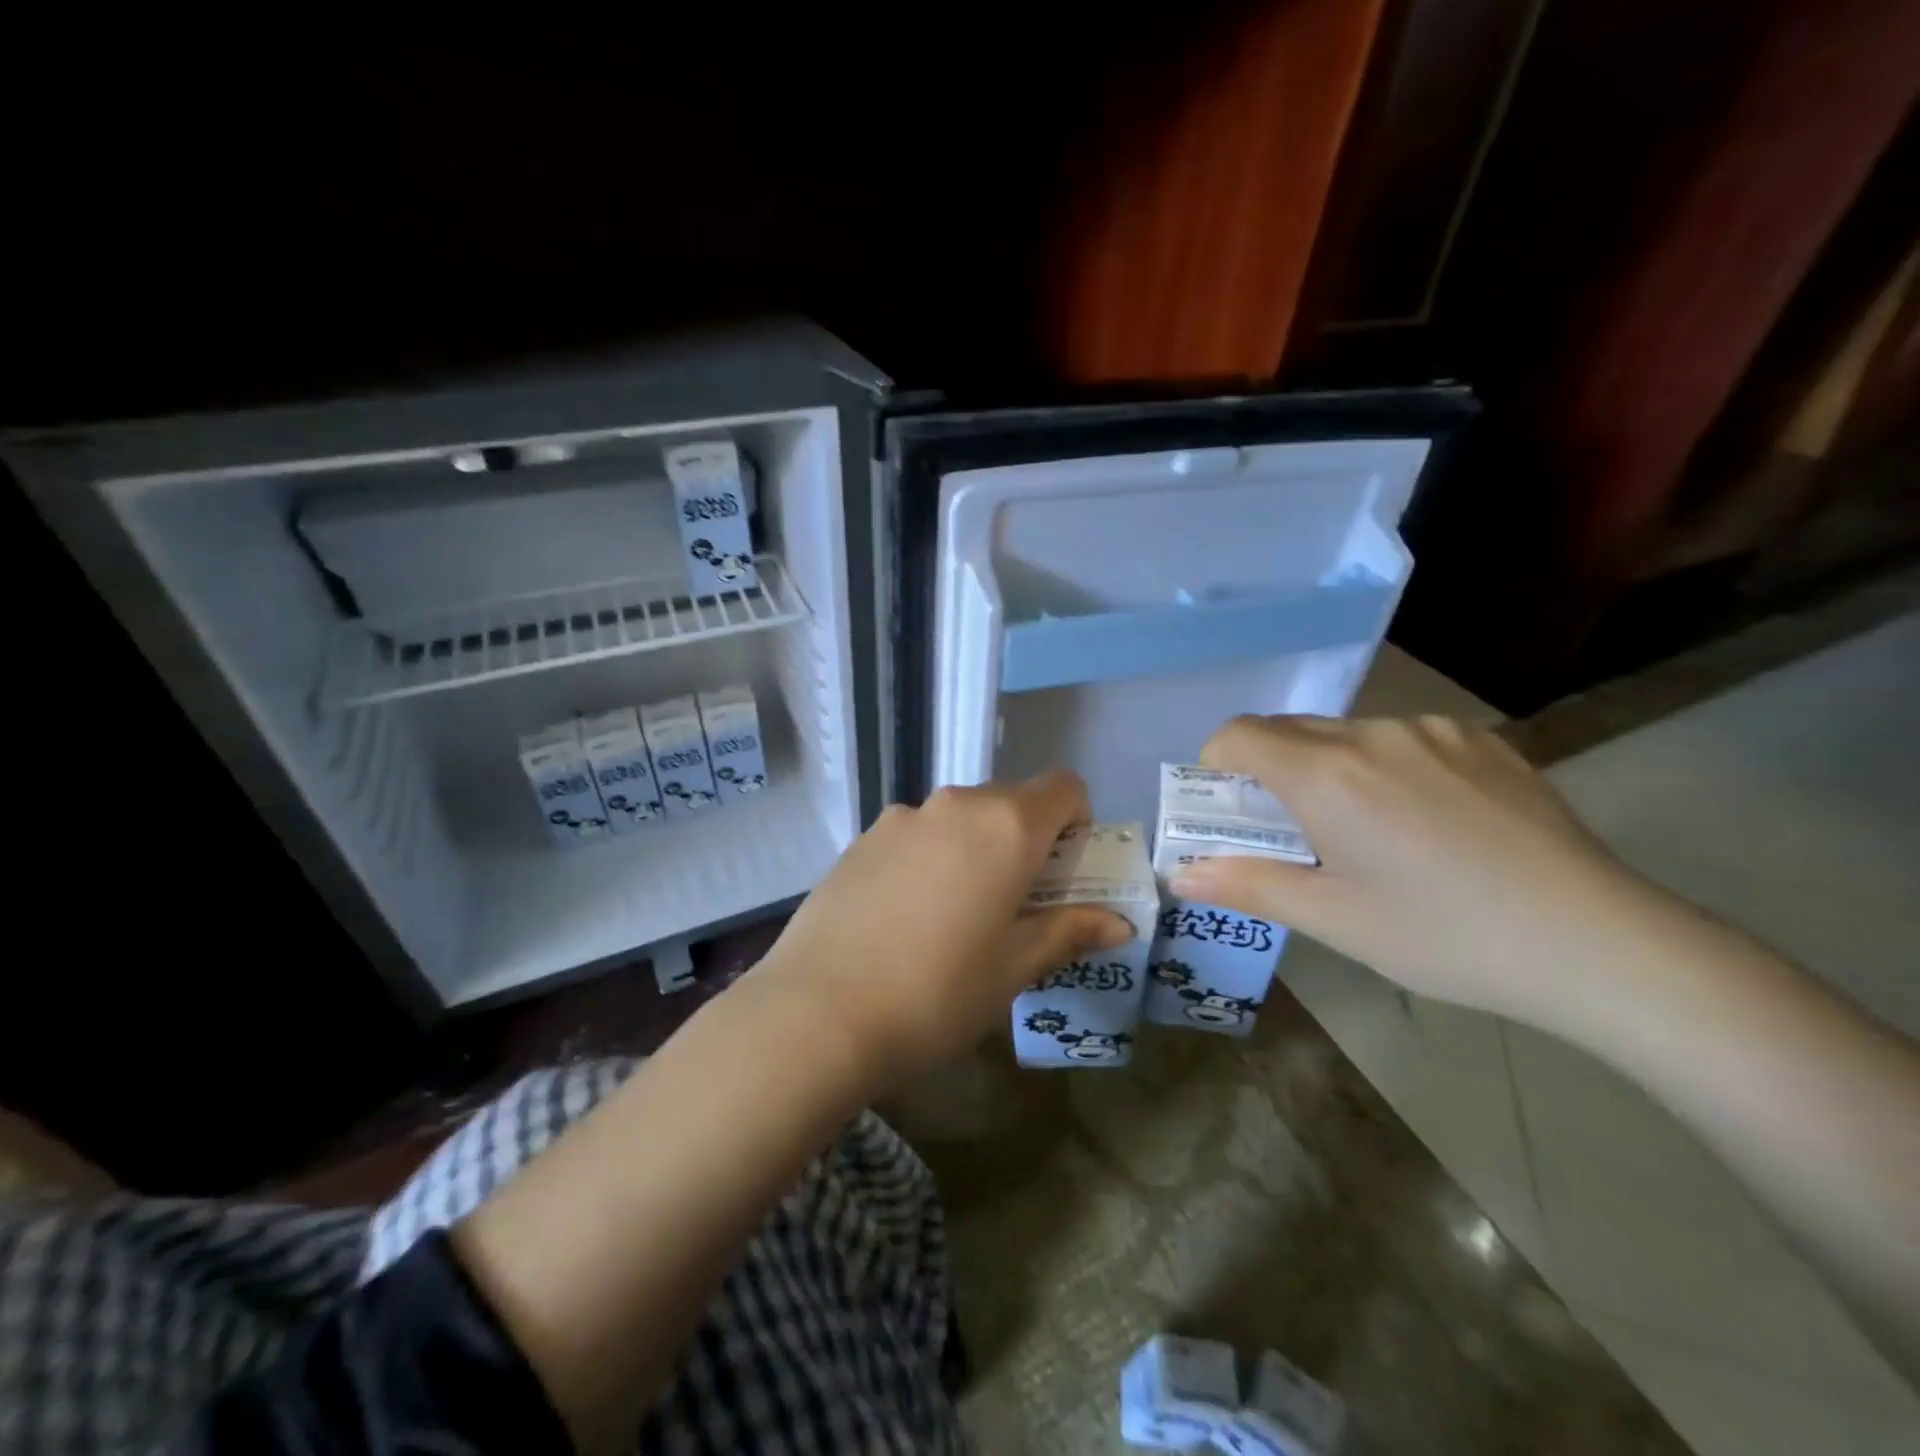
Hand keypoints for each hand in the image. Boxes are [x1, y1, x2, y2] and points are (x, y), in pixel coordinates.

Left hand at [756, 772, 1133, 1082]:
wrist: (817, 1014)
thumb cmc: (937, 992)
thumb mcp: (1013, 967)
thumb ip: (1069, 931)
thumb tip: (1119, 923)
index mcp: (1005, 826)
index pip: (1064, 787)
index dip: (1077, 822)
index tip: (1063, 872)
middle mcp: (954, 805)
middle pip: (1010, 800)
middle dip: (1027, 840)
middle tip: (1016, 904)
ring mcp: (901, 817)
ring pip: (960, 818)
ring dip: (975, 849)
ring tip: (954, 917)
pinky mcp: (861, 839)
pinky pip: (916, 835)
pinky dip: (930, 858)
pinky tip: (904, 918)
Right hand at [1171, 715, 1665, 1022]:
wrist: (1597, 942)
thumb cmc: (1444, 936)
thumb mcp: (1334, 919)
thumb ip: (1249, 886)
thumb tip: (1180, 877)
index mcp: (1327, 774)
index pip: (1238, 735)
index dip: (1218, 764)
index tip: (1232, 808)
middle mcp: (1373, 734)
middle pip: (1289, 731)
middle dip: (1271, 771)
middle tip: (1294, 831)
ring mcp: (1433, 731)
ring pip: (1348, 734)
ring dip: (1331, 769)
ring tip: (1372, 833)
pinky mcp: (1482, 740)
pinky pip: (1404, 739)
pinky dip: (1387, 767)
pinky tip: (1430, 822)